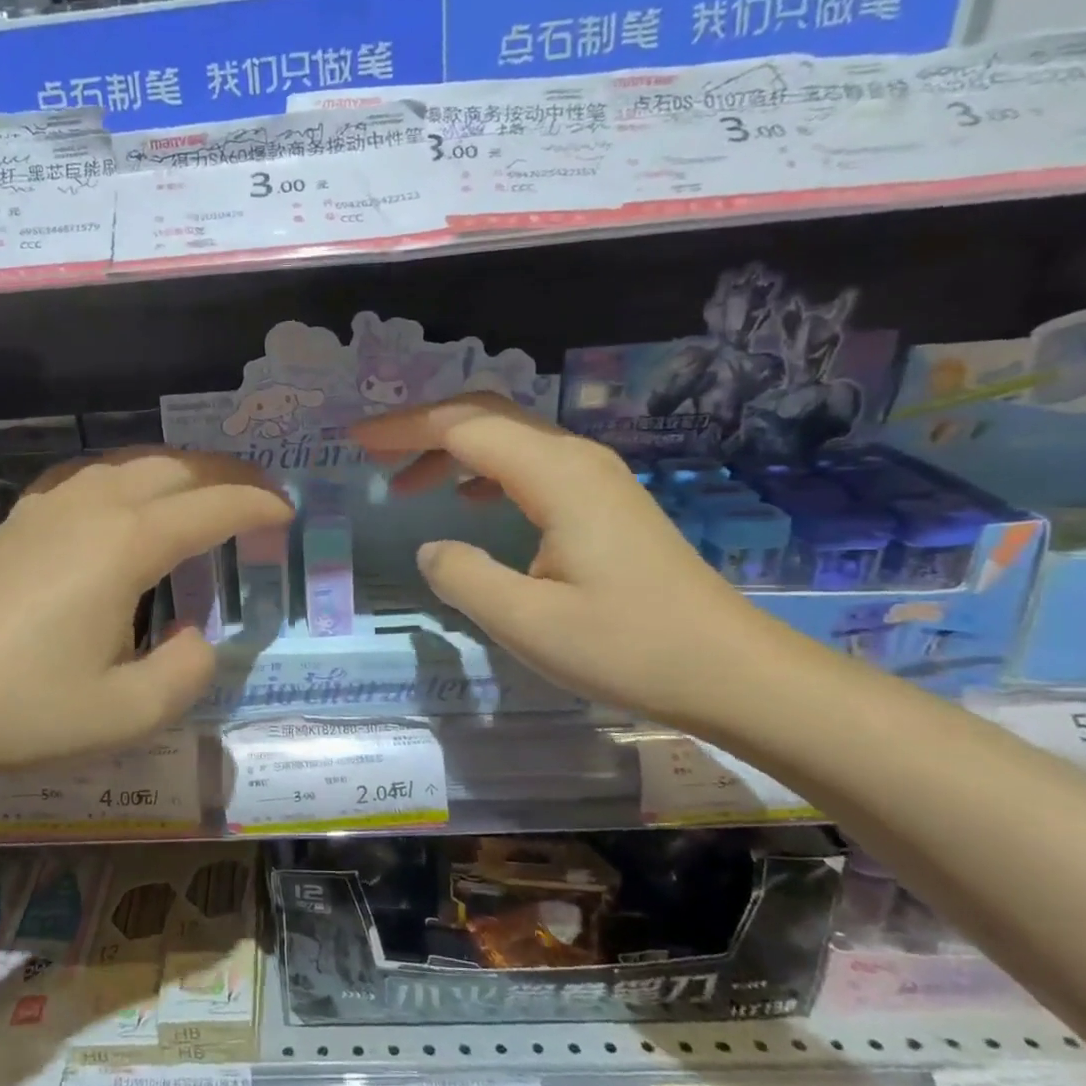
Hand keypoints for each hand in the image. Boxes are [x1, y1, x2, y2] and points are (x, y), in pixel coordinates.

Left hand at [0, 450, 289, 793]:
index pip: (212, 506)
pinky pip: (90, 475)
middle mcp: (91, 506)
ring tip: (205, 492)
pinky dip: (130, 475)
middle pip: (176, 466)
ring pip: (130, 461)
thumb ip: (187, 671)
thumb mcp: (126, 713)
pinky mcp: (17, 520)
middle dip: (228, 474)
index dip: (258, 505)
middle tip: (260, 495)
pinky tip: (125, 501)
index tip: (289, 512)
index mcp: (125, 544)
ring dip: (180, 468)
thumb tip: (193, 636)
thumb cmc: (20, 711)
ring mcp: (47, 507)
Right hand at [353, 395, 779, 724]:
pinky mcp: (604, 502)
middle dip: (423, 428)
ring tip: (407, 484)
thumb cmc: (628, 647)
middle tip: (373, 453)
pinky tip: (467, 501)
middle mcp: (576, 459)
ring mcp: (595, 478)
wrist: (730, 669)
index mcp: (556, 476)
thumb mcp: (527, 622)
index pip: (464, 428)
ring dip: (453, 450)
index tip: (355, 440)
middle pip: (488, 416)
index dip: (404, 429)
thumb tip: (431, 547)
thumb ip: (463, 576)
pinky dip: (485, 471)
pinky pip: (530, 465)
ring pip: (509, 438)